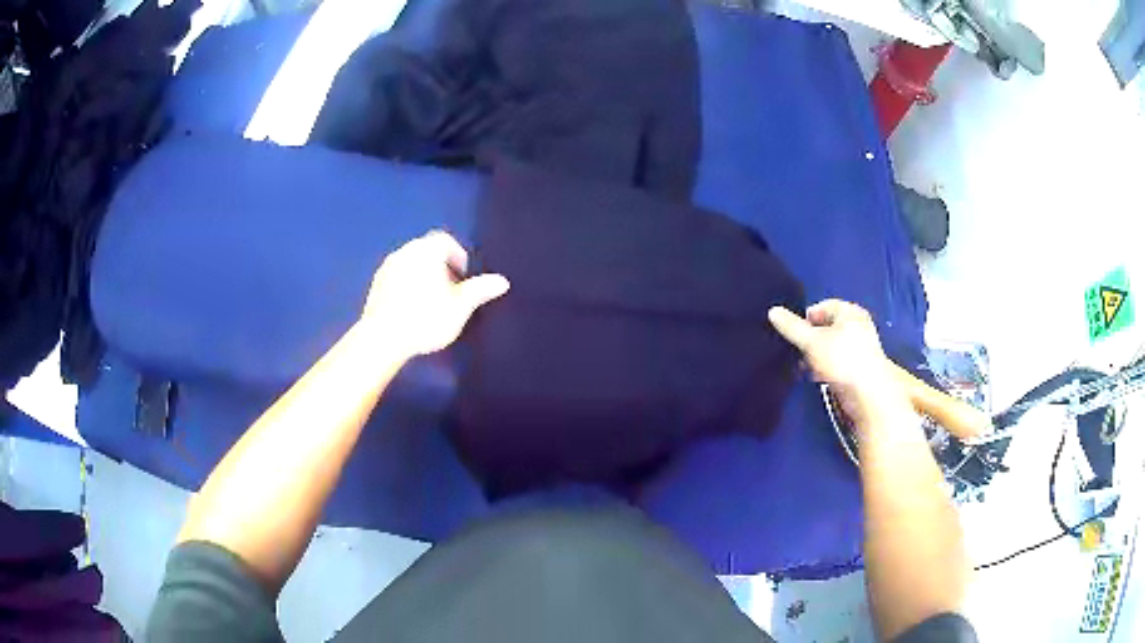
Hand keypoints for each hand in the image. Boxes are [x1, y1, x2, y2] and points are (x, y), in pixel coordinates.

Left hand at [363, 231, 509, 357]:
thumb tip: (502, 281)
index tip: (463, 276)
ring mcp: (387, 268)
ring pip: (410, 263)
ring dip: (422, 275)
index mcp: (426, 251)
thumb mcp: (459, 307)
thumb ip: (479, 290)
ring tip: (431, 300)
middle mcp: (405, 252)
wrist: (383, 338)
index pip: (445, 240)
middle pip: (426, 250)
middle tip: (450, 289)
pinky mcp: (376, 285)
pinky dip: (406, 285)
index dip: (458, 255)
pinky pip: (396, 277)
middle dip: (440, 265)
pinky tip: (411, 308)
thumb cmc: (425, 319)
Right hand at [768, 299, 909, 428]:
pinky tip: (816, 378)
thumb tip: (772, 311)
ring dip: (816, 356)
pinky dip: (825, 367)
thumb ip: (792, 327)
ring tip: (804, 368)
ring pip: (830, 347)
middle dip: (810, 339)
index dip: (805, 318)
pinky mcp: (858, 368)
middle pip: (826, 327)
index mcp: (850, 312)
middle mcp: (857, 326)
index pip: (822, 306)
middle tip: (796, 351)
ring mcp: (859, 348)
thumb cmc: (841, 359)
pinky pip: (836, 362)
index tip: (792, 333)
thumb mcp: (812, 341)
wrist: (868, 394)